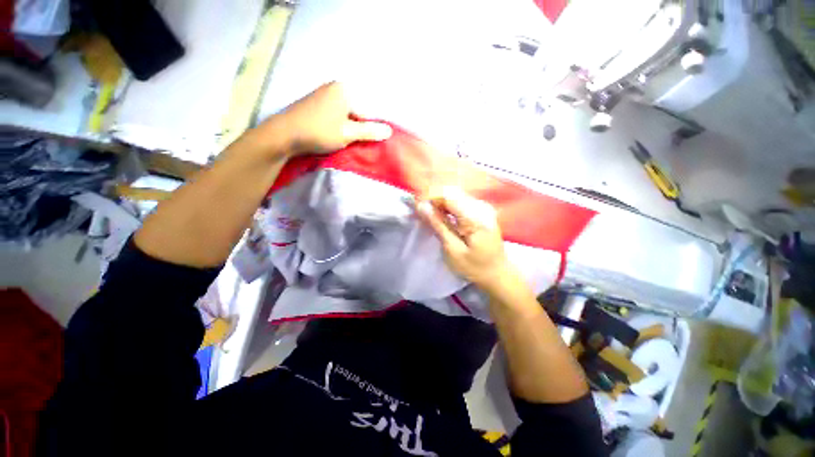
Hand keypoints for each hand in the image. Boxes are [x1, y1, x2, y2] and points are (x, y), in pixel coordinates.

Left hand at [270, 82, 391, 156]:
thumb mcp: (348, 134)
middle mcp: (334, 87)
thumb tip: (389, 131)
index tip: (364, 141)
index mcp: (344, 89)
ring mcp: (323, 93)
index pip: (367, 111)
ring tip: (341, 140)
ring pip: (345, 114)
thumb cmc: (319, 132)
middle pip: (356, 111)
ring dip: (347, 128)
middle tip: (352, 142)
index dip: (368, 128)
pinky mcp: (314, 103)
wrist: (284, 134)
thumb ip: (369, 131)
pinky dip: (337, 125)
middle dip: (357, 127)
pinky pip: (334, 114)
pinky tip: (331, 134)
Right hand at [417, 187, 514, 290]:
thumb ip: (438, 225)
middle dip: (433, 199)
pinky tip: (441, 216)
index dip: (429, 197)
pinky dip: (447, 207)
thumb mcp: (453, 250)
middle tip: (420, 212)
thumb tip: (422, 206)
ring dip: (439, 203)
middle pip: (451, 193)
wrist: (496, 273)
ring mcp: (483, 207)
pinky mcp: (481, 210)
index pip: (448, 195)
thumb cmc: (474, 267)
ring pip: (455, 195)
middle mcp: (481, 207)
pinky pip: (460, 202)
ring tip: (428, 215)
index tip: (416, 206)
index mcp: (476, 217)